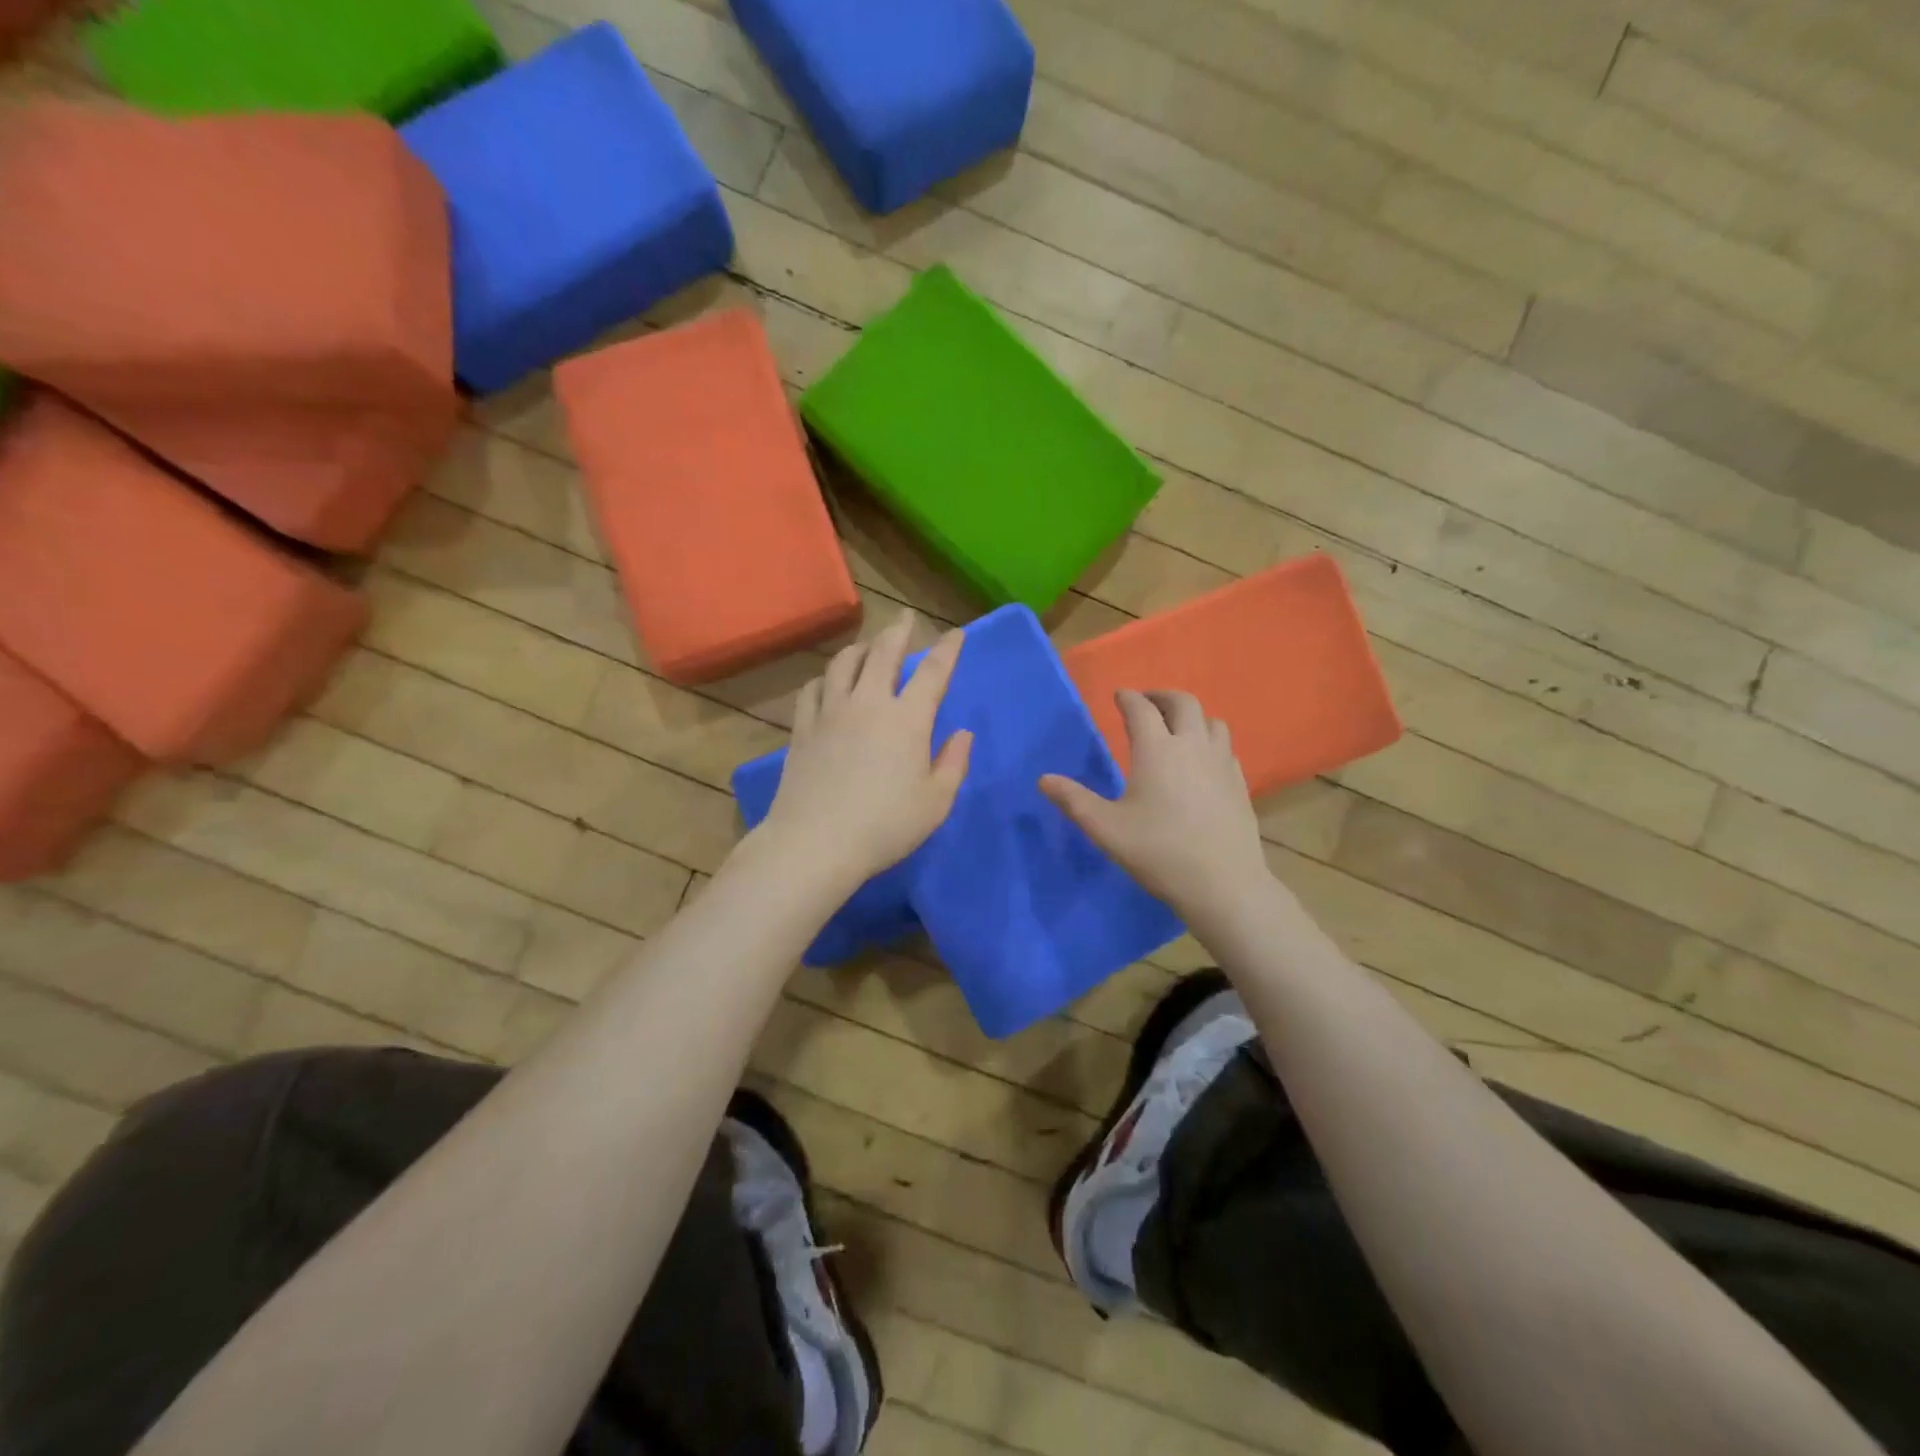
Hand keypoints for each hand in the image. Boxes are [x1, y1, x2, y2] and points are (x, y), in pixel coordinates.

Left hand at [755, 610, 972, 887]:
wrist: (816, 842)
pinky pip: (813, 689)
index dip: (947, 649)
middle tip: (905, 619)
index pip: (933, 672)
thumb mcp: (936, 802)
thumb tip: (962, 732)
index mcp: (908, 719)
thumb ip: (954, 763)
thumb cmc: (885, 826)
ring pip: (844, 663)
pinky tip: (828, 682)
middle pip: (883, 654)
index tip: (956, 633)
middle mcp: (869, 703)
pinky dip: (825, 677)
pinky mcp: (803, 728)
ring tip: (868, 645)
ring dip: (860, 648)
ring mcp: (831, 712)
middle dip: (898, 632)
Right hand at [1040, 690, 1267, 918]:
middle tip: (1146, 703)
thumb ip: (1074, 801)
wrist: (1223, 883)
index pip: (1141, 709)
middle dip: (1161, 696)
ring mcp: (1221, 763)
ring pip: (1212, 721)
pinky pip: (1225, 747)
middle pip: (1183, 702)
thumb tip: (1044, 780)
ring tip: (1176, 728)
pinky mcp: (1239, 783)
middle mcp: (1192, 745)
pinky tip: (1202, 761)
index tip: (1119, 696)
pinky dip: (1209, 740)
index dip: (1128, 698)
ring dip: (1191, 716)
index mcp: (1157, 749)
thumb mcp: (1106, 828)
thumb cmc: (1158, 852)